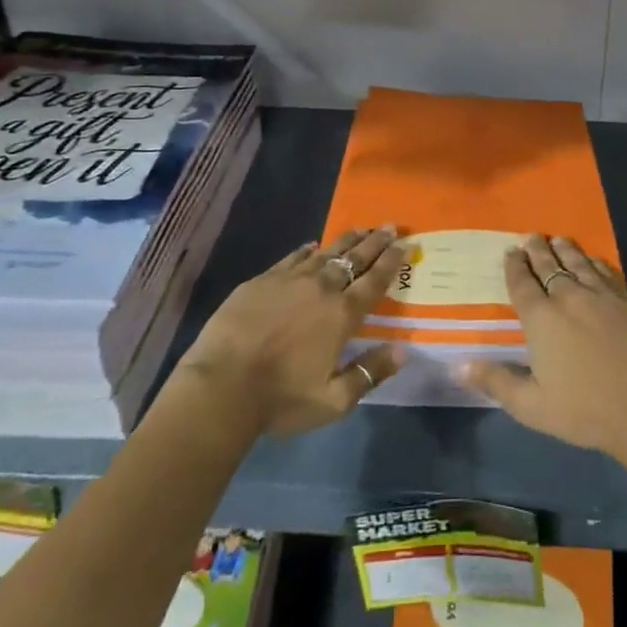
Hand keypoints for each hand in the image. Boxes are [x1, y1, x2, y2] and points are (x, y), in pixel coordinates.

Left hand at [175, 226, 406, 436]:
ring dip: (347, 240)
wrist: (221, 386)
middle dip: (375, 241)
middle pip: (354, 259)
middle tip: (390, 226)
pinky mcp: (262, 280)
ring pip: (326, 252)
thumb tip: (402, 351)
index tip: (406, 243)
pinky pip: (292, 258)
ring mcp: (290, 280)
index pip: (375, 280)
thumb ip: (369, 373)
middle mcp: (321, 289)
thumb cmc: (281, 399)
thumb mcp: (334, 401)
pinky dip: (308, 250)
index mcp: (343, 315)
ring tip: (361, 229)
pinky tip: (313, 246)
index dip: (393, 260)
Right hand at [459, 236, 626, 469]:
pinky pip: (605, 272)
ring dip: (565, 249)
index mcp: (542, 319)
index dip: (514, 266)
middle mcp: (569, 297)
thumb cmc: (584, 410)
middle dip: (537, 249)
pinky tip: (592, 260)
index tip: (510, 251)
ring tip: (557, 239)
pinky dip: (594, 262)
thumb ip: (496, 381)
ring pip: (578, 263)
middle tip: (530, 236)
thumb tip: (458, 366)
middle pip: (549, 265)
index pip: (522, 283)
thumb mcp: (531, 406)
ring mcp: (601, 296)